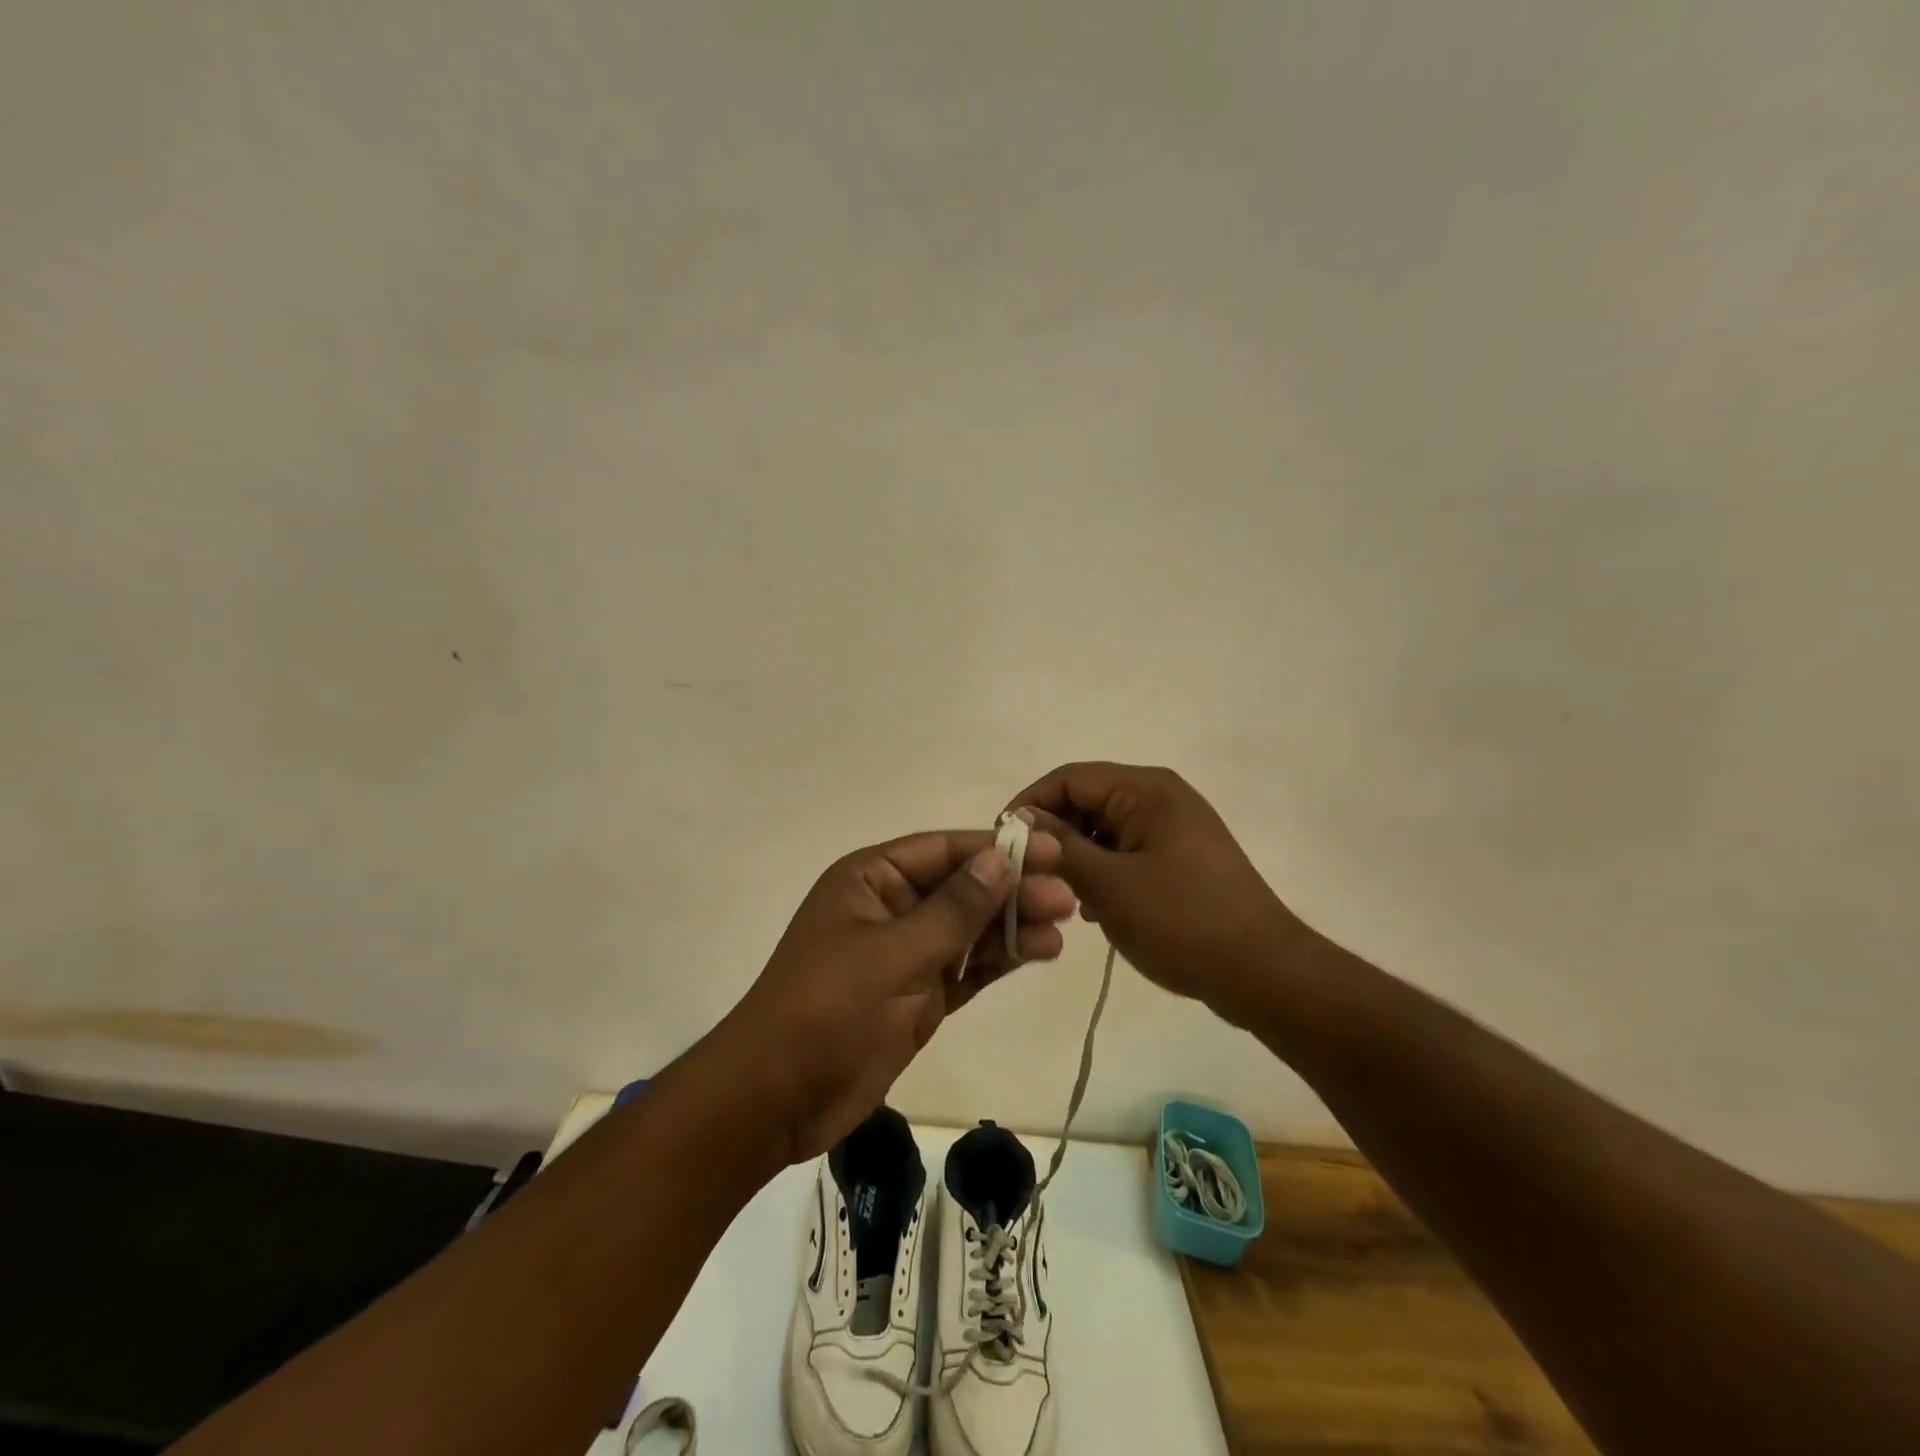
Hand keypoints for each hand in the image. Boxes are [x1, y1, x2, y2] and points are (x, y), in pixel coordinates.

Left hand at [718, 828, 1075, 1162]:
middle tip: (1068, 898)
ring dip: (1014, 926)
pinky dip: (1000, 960)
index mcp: (871, 879)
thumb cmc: (827, 1010)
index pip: (944, 851)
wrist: (776, 1099)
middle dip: (1013, 891)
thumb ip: (953, 910)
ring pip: (970, 930)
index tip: (1049, 852)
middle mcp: (891, 908)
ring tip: (1064, 927)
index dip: (997, 850)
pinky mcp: (919, 996)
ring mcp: (906, 953)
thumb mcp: (893, 954)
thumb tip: (1000, 859)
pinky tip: (1039, 952)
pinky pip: (967, 968)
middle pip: (963, 889)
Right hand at [1008, 763, 1299, 1025]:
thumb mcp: (1110, 884)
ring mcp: (1172, 830)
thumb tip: (1022, 821)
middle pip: (1086, 802)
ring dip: (1076, 859)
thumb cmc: (1183, 921)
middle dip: (1054, 836)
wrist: (1263, 973)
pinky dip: (1103, 874)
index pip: (1070, 778)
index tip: (1002, 843)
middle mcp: (1160, 799)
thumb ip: (1060, 847)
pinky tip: (1095, 911)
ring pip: (1103, 831)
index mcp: (1146, 790)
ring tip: (1062, 898)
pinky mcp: (1178, 861)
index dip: (1031, 804)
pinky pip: (1125, 854)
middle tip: (1029, 877)